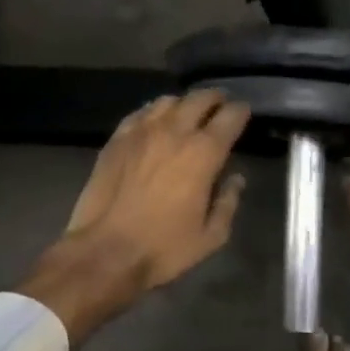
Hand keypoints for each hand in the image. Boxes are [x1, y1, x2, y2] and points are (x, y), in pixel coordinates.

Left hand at [18, 91, 249, 346]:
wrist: (106, 251)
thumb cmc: (164, 248)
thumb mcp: (210, 237)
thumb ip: (227, 203)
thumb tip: (235, 179)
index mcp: (203, 154)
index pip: (230, 117)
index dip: (240, 112)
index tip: (244, 113)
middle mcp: (174, 132)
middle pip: (199, 99)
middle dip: (215, 99)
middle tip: (220, 105)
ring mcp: (141, 132)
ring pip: (167, 102)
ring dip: (184, 103)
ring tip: (188, 112)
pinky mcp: (116, 140)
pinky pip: (140, 114)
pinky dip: (154, 112)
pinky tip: (155, 122)